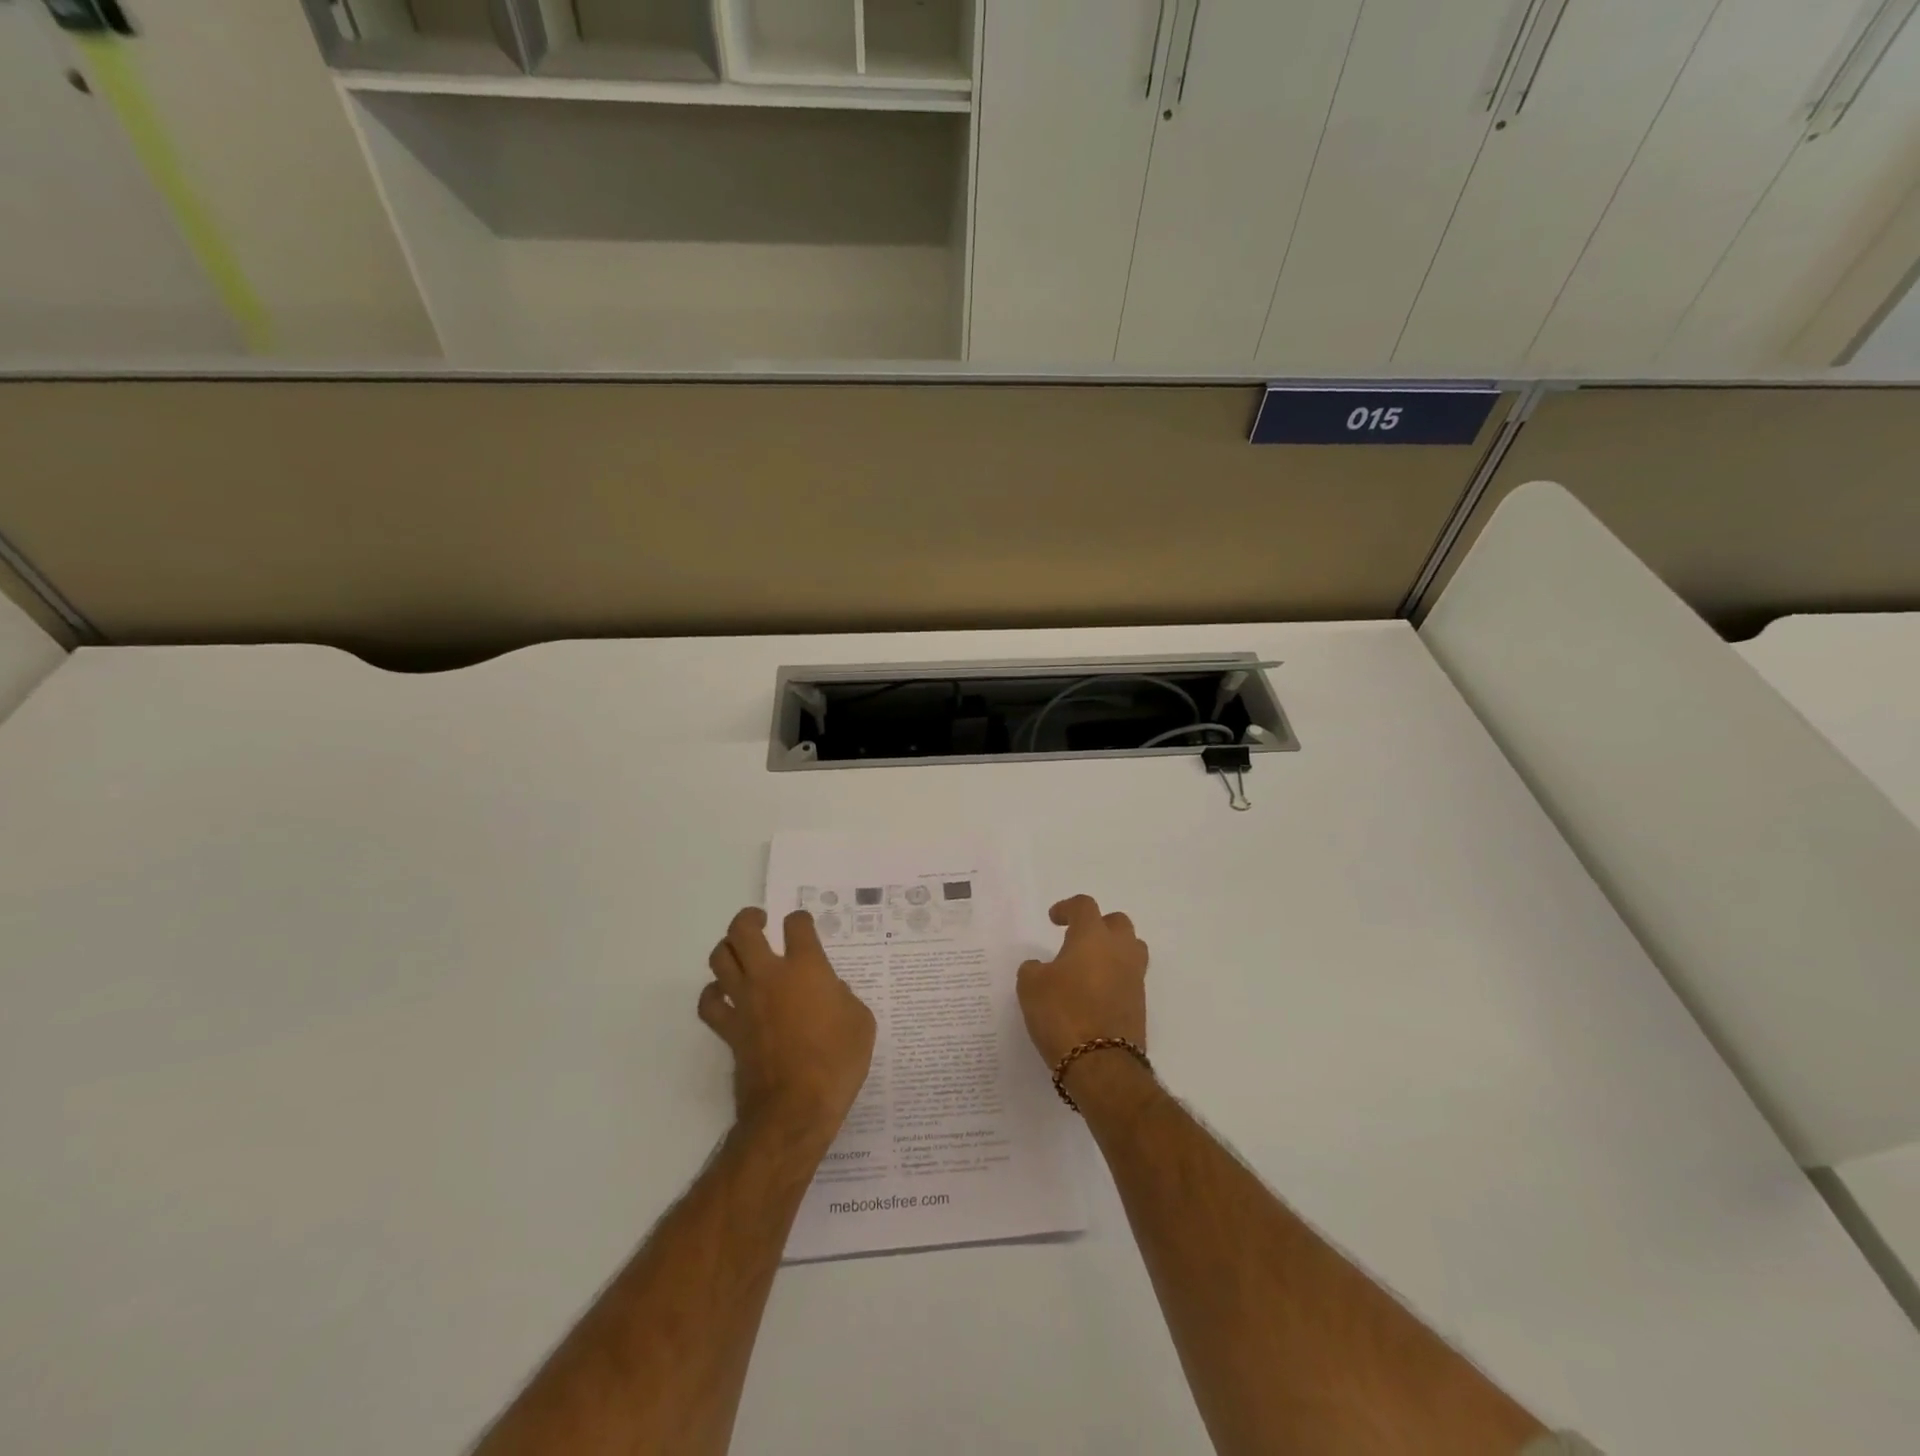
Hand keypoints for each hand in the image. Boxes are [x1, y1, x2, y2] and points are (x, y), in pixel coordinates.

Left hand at [699, 908, 876, 1146]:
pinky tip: (724, 993)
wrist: (796, 1109)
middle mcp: (769, 975)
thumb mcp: (860, 1022)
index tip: (803, 925)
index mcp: (806, 968)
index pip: (797, 925)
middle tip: (760, 920)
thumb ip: (843, 997)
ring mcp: (744, 1001)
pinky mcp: (728, 1029)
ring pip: (720, 958)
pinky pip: (709, 1002)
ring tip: (739, 949)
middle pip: (744, 930)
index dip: (800, 920)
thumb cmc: (837, 1062)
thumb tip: (829, 992)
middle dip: (750, 918)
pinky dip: (713, 992)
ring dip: (728, 947)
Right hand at [1016, 895, 1148, 1070]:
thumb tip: (1041, 967)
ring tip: (1091, 964)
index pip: (1085, 906)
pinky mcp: (1140, 1004)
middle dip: (1098, 925)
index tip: (1054, 919)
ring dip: (1113, 950)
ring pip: (1131, 948)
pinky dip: (1115, 977)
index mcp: (1092, 936)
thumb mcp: (1030, 986)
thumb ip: (1034, 968)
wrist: (1101, 1063)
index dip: (1068, 908)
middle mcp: (1119, 950)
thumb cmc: (1062, 1013)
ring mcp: (1134, 977)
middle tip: (1078, 938)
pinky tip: (1095, 992)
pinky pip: (1130, 977)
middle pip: (1117, 923)